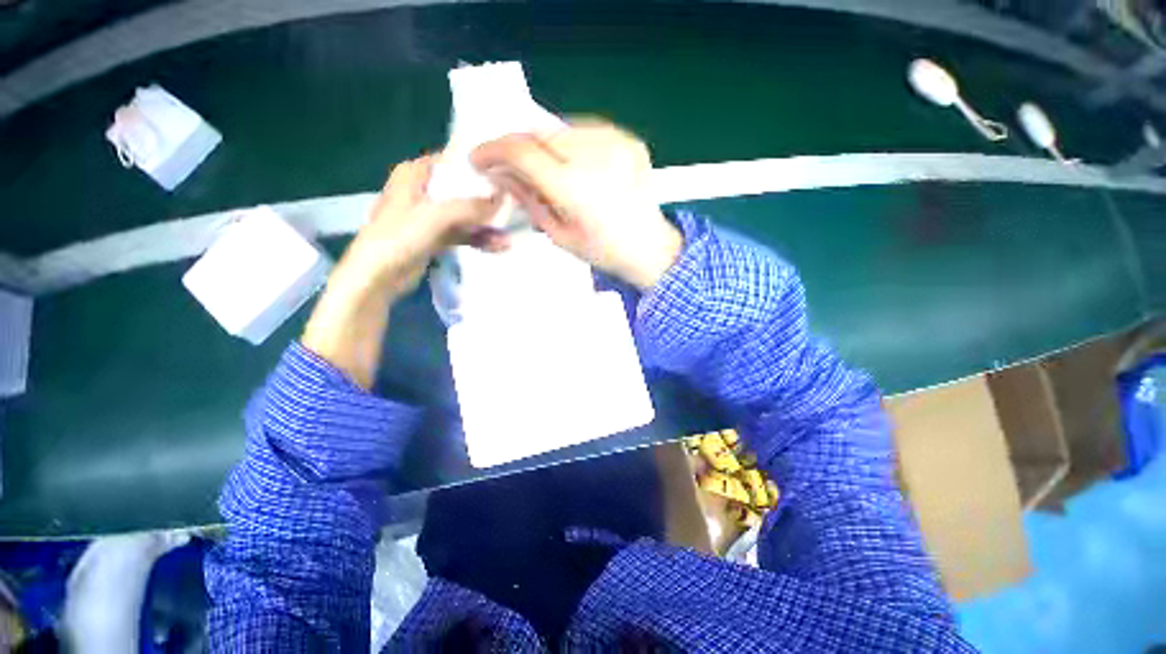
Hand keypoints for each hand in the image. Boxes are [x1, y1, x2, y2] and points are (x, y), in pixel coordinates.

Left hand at [333, 156, 501, 299]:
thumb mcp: (435, 216)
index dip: (477, 167)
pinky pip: (463, 234)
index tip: (504, 175)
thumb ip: (470, 207)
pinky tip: (498, 246)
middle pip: (462, 190)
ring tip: (507, 238)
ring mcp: (431, 216)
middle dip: (487, 202)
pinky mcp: (436, 238)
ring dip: (486, 226)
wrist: (378, 276)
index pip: (451, 161)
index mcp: (415, 174)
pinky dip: (479, 239)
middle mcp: (424, 191)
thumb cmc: (399, 237)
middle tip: (513, 207)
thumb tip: (503, 199)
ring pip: (465, 215)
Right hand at [471, 121, 681, 289]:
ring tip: (545, 166)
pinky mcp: (628, 140)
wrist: (649, 246)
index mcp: (573, 189)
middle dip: (517, 145)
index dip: (493, 151)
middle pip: (539, 132)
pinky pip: (587, 130)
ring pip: (561, 127)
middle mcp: (593, 157)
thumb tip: (500, 175)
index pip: (521, 152)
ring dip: (544, 143)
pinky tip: (574, 163)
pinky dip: (571, 142)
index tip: (480, 159)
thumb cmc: (602, 251)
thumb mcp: (559, 234)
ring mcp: (615, 144)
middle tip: (509, 163)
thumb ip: (528, 200)